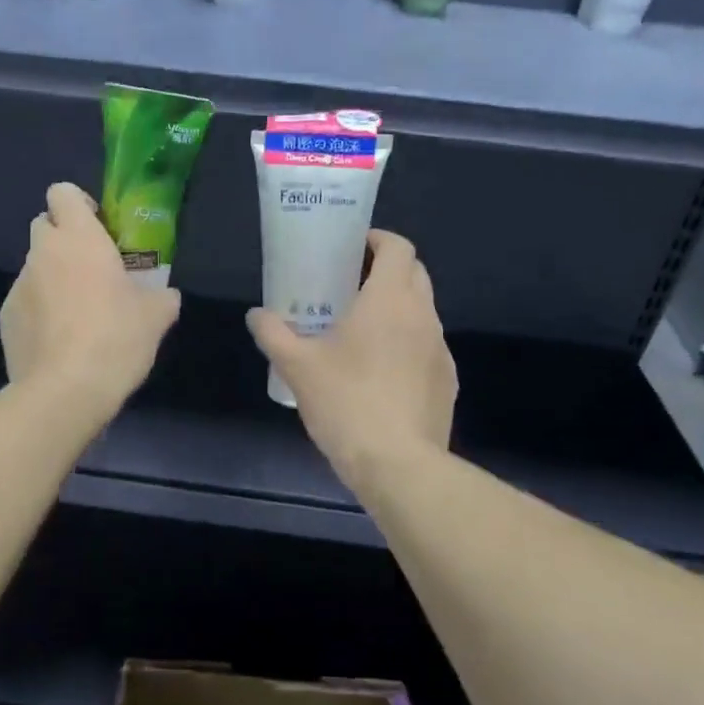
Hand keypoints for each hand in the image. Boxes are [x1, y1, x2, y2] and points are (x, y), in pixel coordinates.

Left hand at [0, 182, 181, 417]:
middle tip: (91, 268)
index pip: (63, 192)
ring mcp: (19, 285)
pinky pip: (24, 301)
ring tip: (77, 314)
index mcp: (80, 239)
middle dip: (64, 239)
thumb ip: (162, 297)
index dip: (78, 204)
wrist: (65, 391)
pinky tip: (59, 340)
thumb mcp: (155, 317)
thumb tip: (166, 295)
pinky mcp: (6, 318)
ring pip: (35, 266)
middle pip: (44, 225)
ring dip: (53, 277)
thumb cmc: (115, 339)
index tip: (98, 226)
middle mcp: (43, 253)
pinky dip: (39, 310)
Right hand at [247, 229, 455, 492]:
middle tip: (350, 284)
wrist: (398, 464)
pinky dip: (407, 343)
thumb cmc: (346, 402)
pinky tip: (380, 372)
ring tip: (361, 329)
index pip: (398, 247)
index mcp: (389, 300)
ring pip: (422, 311)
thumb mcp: (297, 367)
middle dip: (387, 269)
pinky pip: (426, 346)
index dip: (378, 239)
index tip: (353, 247)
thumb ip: (273, 334)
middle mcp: (423, 315)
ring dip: (397, 308)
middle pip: (415, 273)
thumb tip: (256, 315)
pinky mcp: (446, 381)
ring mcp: (440, 349)